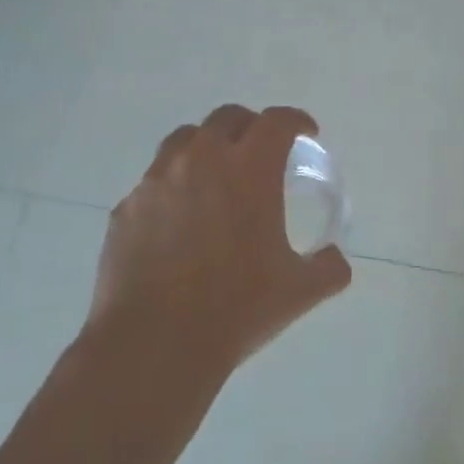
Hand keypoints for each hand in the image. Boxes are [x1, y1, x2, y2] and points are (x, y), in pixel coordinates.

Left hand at [87, 105, 351, 381]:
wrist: (154, 344)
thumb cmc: (236, 309)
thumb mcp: (299, 291)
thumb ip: (328, 267)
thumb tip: (335, 259)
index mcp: (250, 170)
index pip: (277, 122)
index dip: (296, 121)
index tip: (306, 133)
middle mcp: (202, 161)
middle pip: (228, 118)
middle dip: (251, 127)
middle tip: (262, 152)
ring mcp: (157, 181)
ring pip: (185, 140)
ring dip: (208, 146)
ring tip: (216, 175)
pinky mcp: (127, 208)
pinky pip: (155, 180)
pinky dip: (174, 184)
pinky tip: (180, 219)